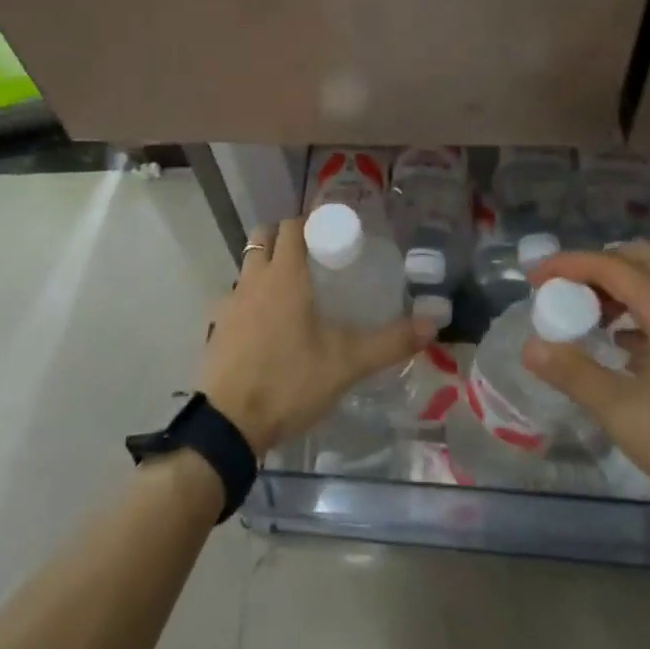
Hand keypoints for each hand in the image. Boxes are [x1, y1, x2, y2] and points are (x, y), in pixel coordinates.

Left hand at [200, 217, 437, 456]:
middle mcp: (253, 279)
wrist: (229, 425)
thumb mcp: (347, 363)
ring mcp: (230, 303)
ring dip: (267, 266)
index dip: (312, 223)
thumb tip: (432, 323)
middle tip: (314, 257)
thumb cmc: (290, 381)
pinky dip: (251, 298)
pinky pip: (236, 298)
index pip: (293, 227)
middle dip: (287, 237)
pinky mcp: (217, 328)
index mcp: (284, 275)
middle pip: (265, 237)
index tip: (333, 235)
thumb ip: (390, 341)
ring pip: (248, 266)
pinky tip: (269, 326)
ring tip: (294, 291)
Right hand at [523, 241, 649, 539]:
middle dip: (598, 270)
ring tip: (599, 323)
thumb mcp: (627, 416)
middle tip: (568, 298)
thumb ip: (575, 374)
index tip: (535, 279)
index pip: (612, 265)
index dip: (568, 265)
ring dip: (628, 289)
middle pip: (643, 260)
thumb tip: (531, 347)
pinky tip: (640, 351)